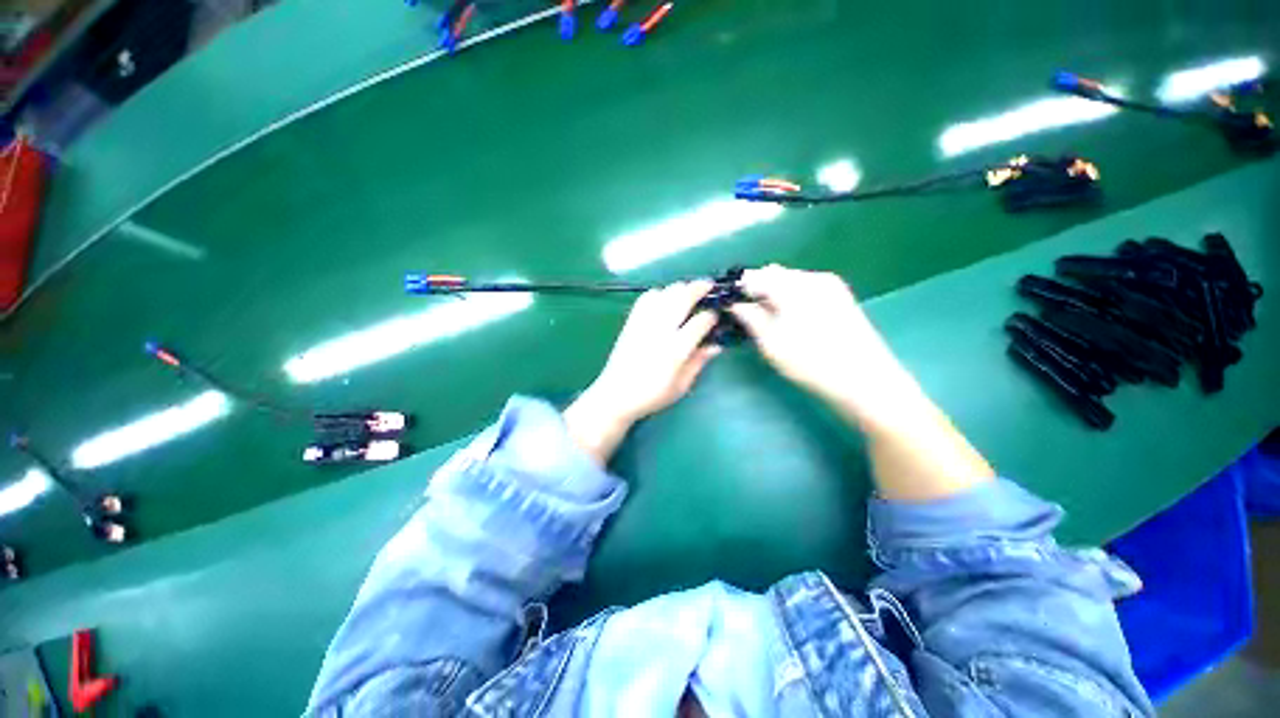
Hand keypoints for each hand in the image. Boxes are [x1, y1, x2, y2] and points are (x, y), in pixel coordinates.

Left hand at [565, 281, 720, 463]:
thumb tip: (716, 345)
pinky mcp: (631, 322)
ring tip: (688, 291)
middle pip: (682, 297)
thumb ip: (699, 362)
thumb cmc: (652, 395)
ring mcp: (644, 323)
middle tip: (709, 286)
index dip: (712, 316)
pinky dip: (658, 293)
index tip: (717, 317)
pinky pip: (646, 298)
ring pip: (664, 292)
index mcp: (676, 349)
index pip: (700, 322)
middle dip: (699, 288)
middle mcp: (660, 330)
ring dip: (680, 288)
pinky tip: (665, 299)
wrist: (616, 395)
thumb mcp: (681, 385)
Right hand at [728, 265, 910, 416]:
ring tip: (766, 318)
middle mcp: (812, 277)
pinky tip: (789, 318)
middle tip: (745, 313)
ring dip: (773, 294)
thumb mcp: (771, 342)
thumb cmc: (811, 362)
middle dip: (756, 289)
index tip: (727, 303)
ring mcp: (830, 286)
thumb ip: (750, 317)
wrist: (865, 380)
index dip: (738, 288)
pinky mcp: (840, 297)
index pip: (755, 276)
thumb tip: (735, 304)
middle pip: (774, 274)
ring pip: (790, 281)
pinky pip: (805, 289)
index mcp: (793, 286)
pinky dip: (790, 298)